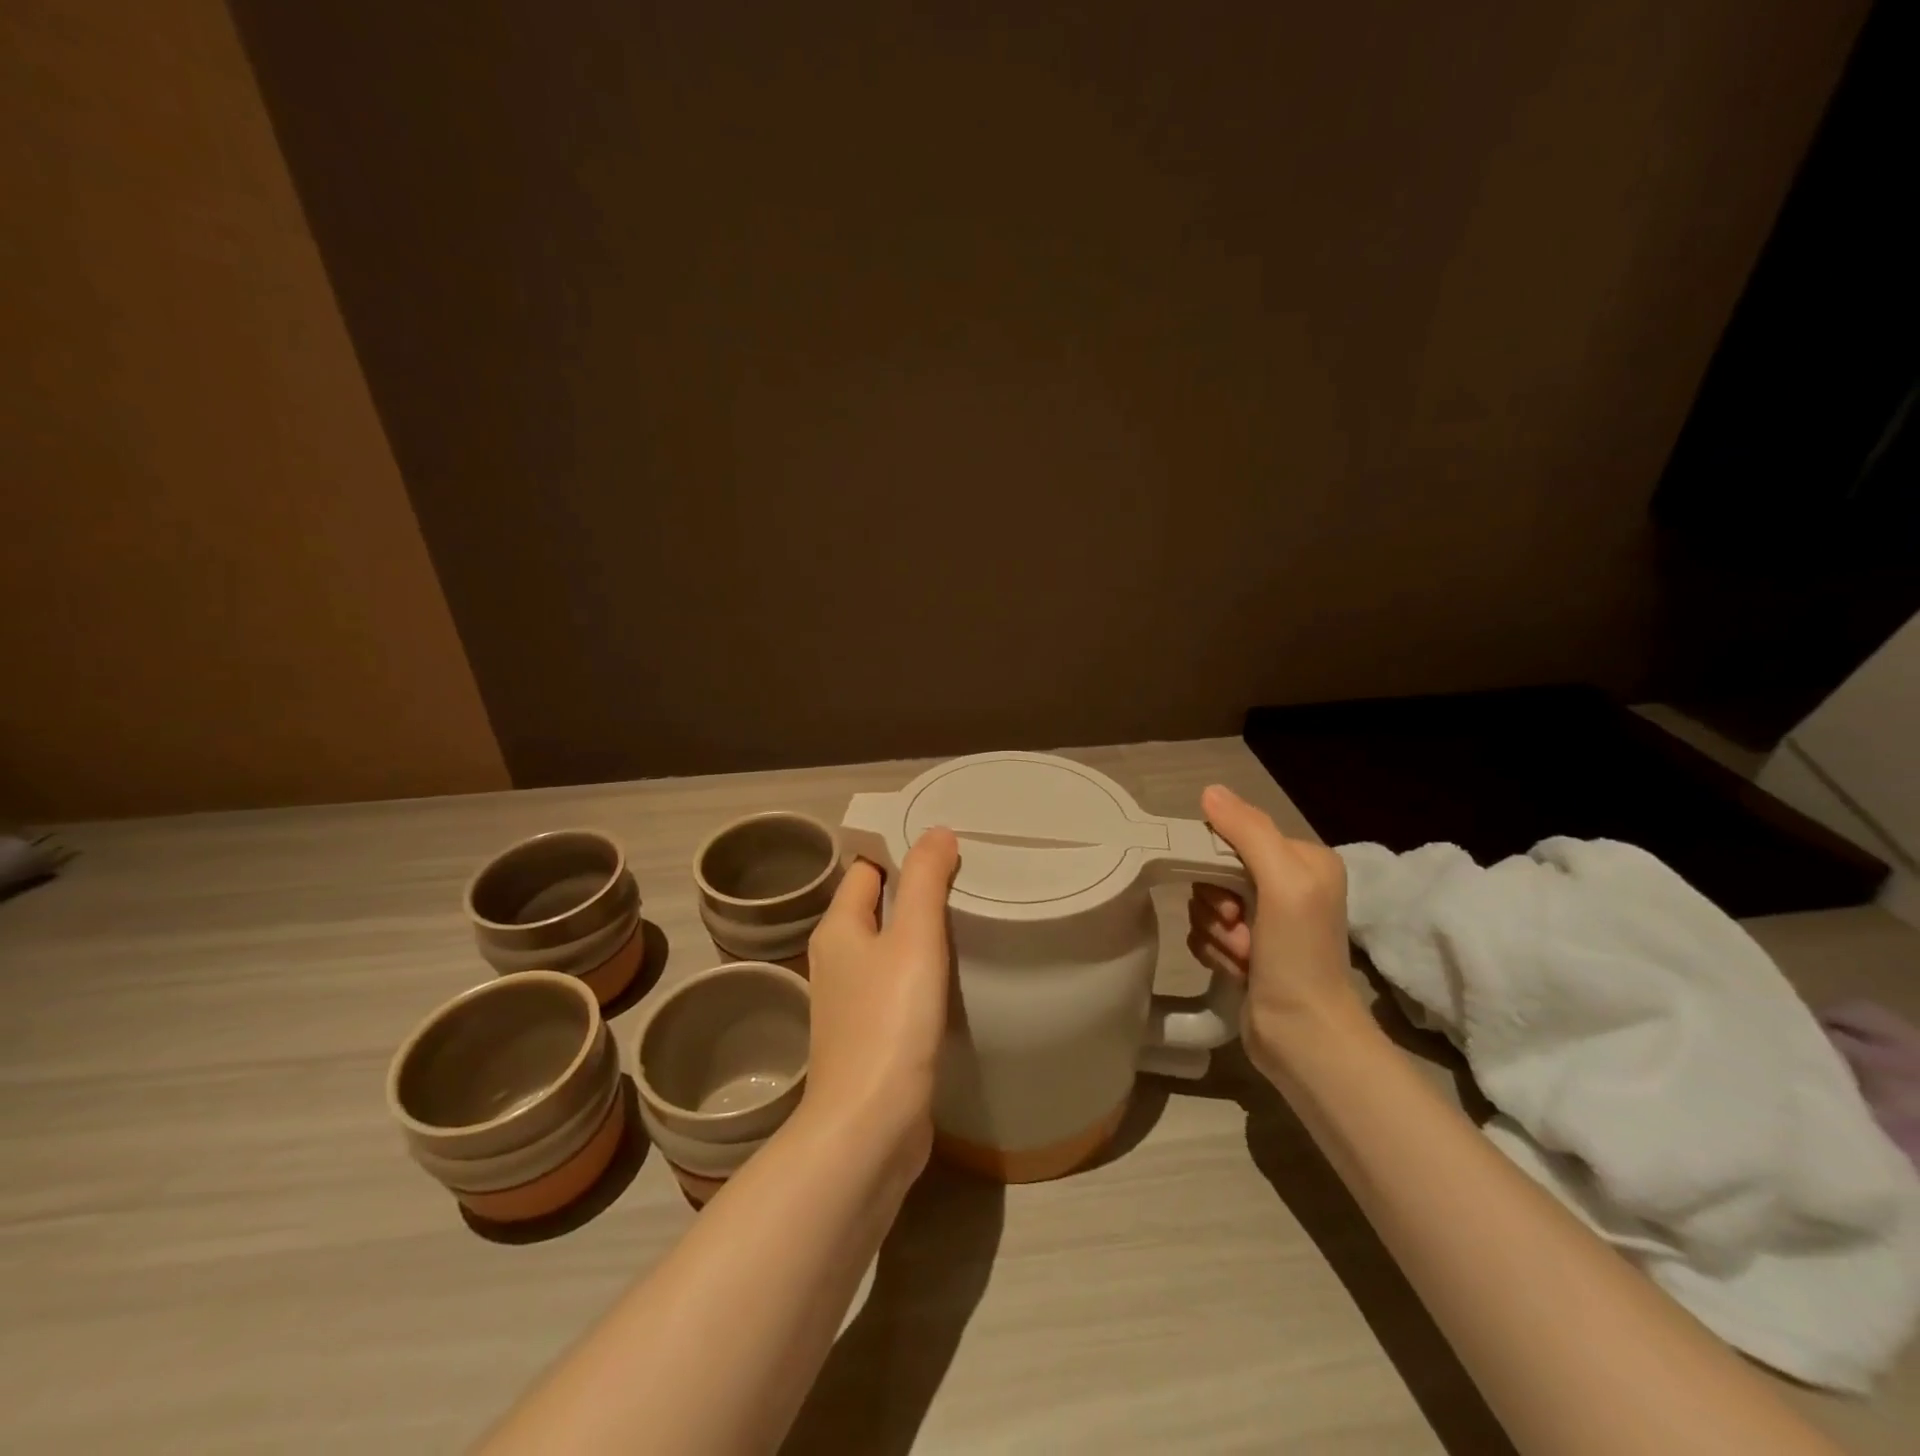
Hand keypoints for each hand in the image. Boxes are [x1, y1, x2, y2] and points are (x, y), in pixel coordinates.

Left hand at [802, 827, 960, 1173]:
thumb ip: (924, 880)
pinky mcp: (871, 1035)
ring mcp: (852, 1000)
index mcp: (838, 928)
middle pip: (877, 905)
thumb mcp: (913, 938)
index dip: (900, 849)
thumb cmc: (889, 1022)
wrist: (869, 1127)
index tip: (946, 843)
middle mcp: (837, 958)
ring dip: (920, 930)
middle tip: (968, 875)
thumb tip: (935, 831)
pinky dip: (922, 969)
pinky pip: (897, 983)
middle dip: (915, 888)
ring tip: (968, 915)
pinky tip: (954, 973)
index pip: (866, 868)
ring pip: (888, 946)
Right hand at [1187, 784, 1362, 1076]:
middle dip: (1218, 905)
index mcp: (1302, 860)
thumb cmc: (1298, 955)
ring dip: (1216, 933)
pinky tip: (1237, 971)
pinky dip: (1214, 952)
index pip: (1235, 835)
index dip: (1218, 863)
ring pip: (1205, 904)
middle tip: (1241, 929)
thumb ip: (1248, 832)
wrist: (1303, 1037)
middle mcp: (1285, 885)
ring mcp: (1264, 921)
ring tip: (1245, 958)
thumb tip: (1209, 791)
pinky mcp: (1245, 950)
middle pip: (1215, 871)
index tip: (1232, 899)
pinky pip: (1204, 932)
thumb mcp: (1283, 882)